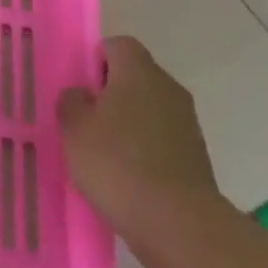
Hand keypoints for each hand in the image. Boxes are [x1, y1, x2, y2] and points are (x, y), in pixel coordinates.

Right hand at [59, 36, 219, 228]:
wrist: (177, 222)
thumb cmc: (116, 162)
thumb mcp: (74, 127)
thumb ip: (72, 101)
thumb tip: (82, 95)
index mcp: (139, 72)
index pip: (119, 45)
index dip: (96, 59)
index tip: (80, 86)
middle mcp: (168, 89)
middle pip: (135, 76)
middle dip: (110, 92)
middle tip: (84, 119)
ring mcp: (186, 122)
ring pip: (148, 108)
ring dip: (127, 121)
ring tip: (102, 151)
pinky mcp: (195, 154)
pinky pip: (161, 137)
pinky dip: (143, 147)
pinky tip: (125, 173)